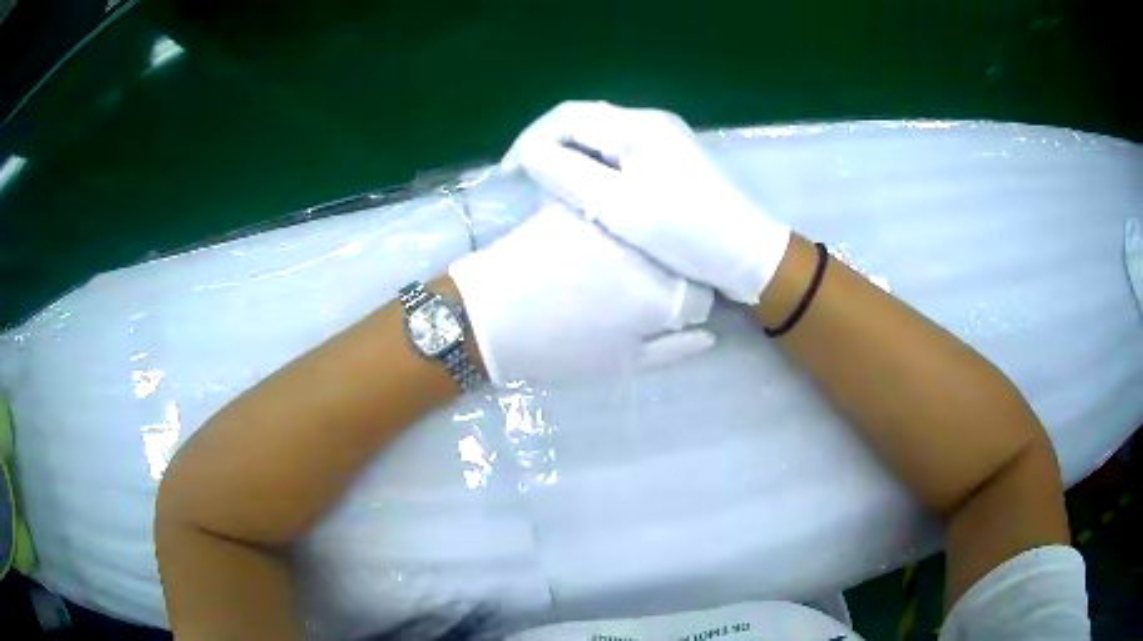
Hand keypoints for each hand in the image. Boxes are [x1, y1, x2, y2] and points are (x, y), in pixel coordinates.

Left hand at [448, 204, 714, 384]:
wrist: (491, 315)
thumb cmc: (558, 349)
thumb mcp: (621, 364)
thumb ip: (673, 350)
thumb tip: (709, 335)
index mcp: (665, 294)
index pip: (701, 296)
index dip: (683, 311)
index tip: (657, 318)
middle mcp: (650, 250)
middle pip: (679, 261)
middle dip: (665, 278)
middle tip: (630, 295)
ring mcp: (618, 222)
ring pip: (648, 235)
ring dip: (639, 252)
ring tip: (604, 272)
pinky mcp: (586, 205)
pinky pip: (613, 218)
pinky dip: (608, 232)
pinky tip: (584, 249)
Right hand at [502, 101, 790, 303]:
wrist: (747, 255)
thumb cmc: (688, 232)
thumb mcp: (621, 206)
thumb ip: (568, 174)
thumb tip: (530, 154)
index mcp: (638, 126)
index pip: (567, 117)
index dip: (530, 141)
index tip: (508, 176)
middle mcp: (649, 125)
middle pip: (582, 125)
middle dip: (548, 151)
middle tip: (526, 185)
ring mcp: (661, 143)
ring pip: (598, 143)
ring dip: (568, 163)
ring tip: (548, 192)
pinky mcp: (668, 164)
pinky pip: (616, 159)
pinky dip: (592, 173)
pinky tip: (585, 196)